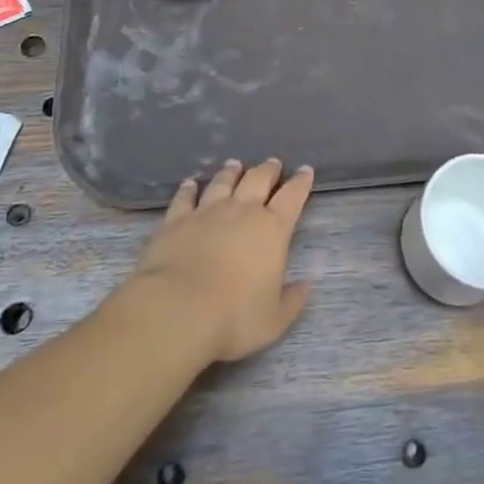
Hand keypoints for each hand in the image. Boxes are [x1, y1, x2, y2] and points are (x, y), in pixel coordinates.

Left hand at [128, 158, 314, 363]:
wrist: (177, 311)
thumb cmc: (233, 318)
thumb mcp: (274, 320)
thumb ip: (292, 300)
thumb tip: (307, 283)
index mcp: (272, 229)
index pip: (292, 196)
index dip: (300, 182)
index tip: (305, 171)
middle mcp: (242, 211)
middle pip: (258, 179)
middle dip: (268, 170)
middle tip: (272, 163)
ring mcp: (207, 212)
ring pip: (223, 182)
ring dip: (231, 172)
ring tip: (235, 165)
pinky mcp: (176, 220)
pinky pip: (185, 197)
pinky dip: (189, 188)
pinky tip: (191, 183)